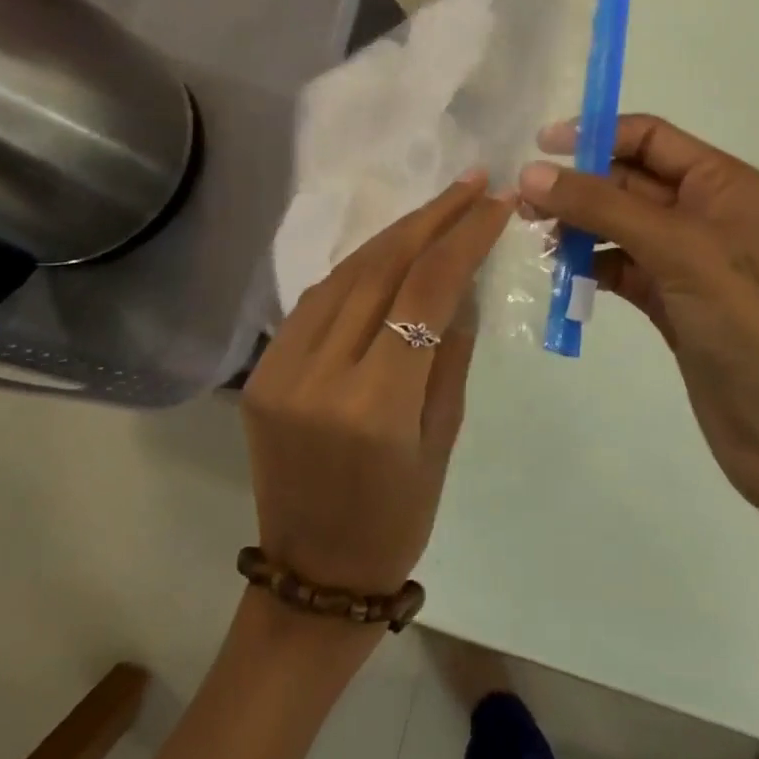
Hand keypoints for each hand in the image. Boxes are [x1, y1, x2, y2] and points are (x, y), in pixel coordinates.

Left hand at [243, 174, 514, 595]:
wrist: (313, 574)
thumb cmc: (398, 518)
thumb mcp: (443, 437)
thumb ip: (452, 351)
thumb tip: (465, 279)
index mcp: (376, 405)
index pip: (425, 292)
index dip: (465, 238)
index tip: (496, 203)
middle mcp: (319, 376)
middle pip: (380, 269)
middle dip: (431, 218)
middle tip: (471, 184)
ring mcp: (280, 370)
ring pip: (344, 274)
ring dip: (395, 234)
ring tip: (438, 208)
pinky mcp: (262, 371)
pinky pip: (317, 300)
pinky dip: (359, 269)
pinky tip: (390, 252)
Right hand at [519, 116, 758, 576]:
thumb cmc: (745, 324)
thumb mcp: (676, 250)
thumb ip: (602, 206)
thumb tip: (530, 172)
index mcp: (723, 184)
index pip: (651, 138)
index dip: (596, 135)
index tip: (540, 148)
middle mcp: (706, 213)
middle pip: (629, 180)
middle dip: (579, 186)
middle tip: (524, 205)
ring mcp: (688, 260)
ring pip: (619, 224)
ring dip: (579, 225)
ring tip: (536, 237)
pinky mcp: (671, 301)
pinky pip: (620, 266)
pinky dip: (590, 264)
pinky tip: (562, 274)